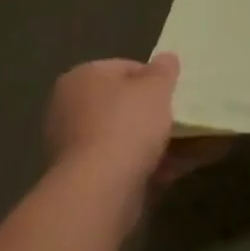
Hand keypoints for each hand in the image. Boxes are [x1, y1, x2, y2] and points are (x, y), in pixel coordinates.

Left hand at [44, 55, 181, 207]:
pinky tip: (169, 171)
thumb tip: (165, 60)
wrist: (100, 191)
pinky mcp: (80, 182)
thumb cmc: (126, 124)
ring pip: (120, 137)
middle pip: (119, 105)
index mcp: (81, 78)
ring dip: (148, 142)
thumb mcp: (157, 85)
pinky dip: (141, 166)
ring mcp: (71, 149)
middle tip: (176, 118)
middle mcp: (68, 110)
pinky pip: (118, 165)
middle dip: (148, 112)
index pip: (123, 68)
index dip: (152, 78)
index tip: (171, 92)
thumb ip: (164, 69)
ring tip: (182, 147)